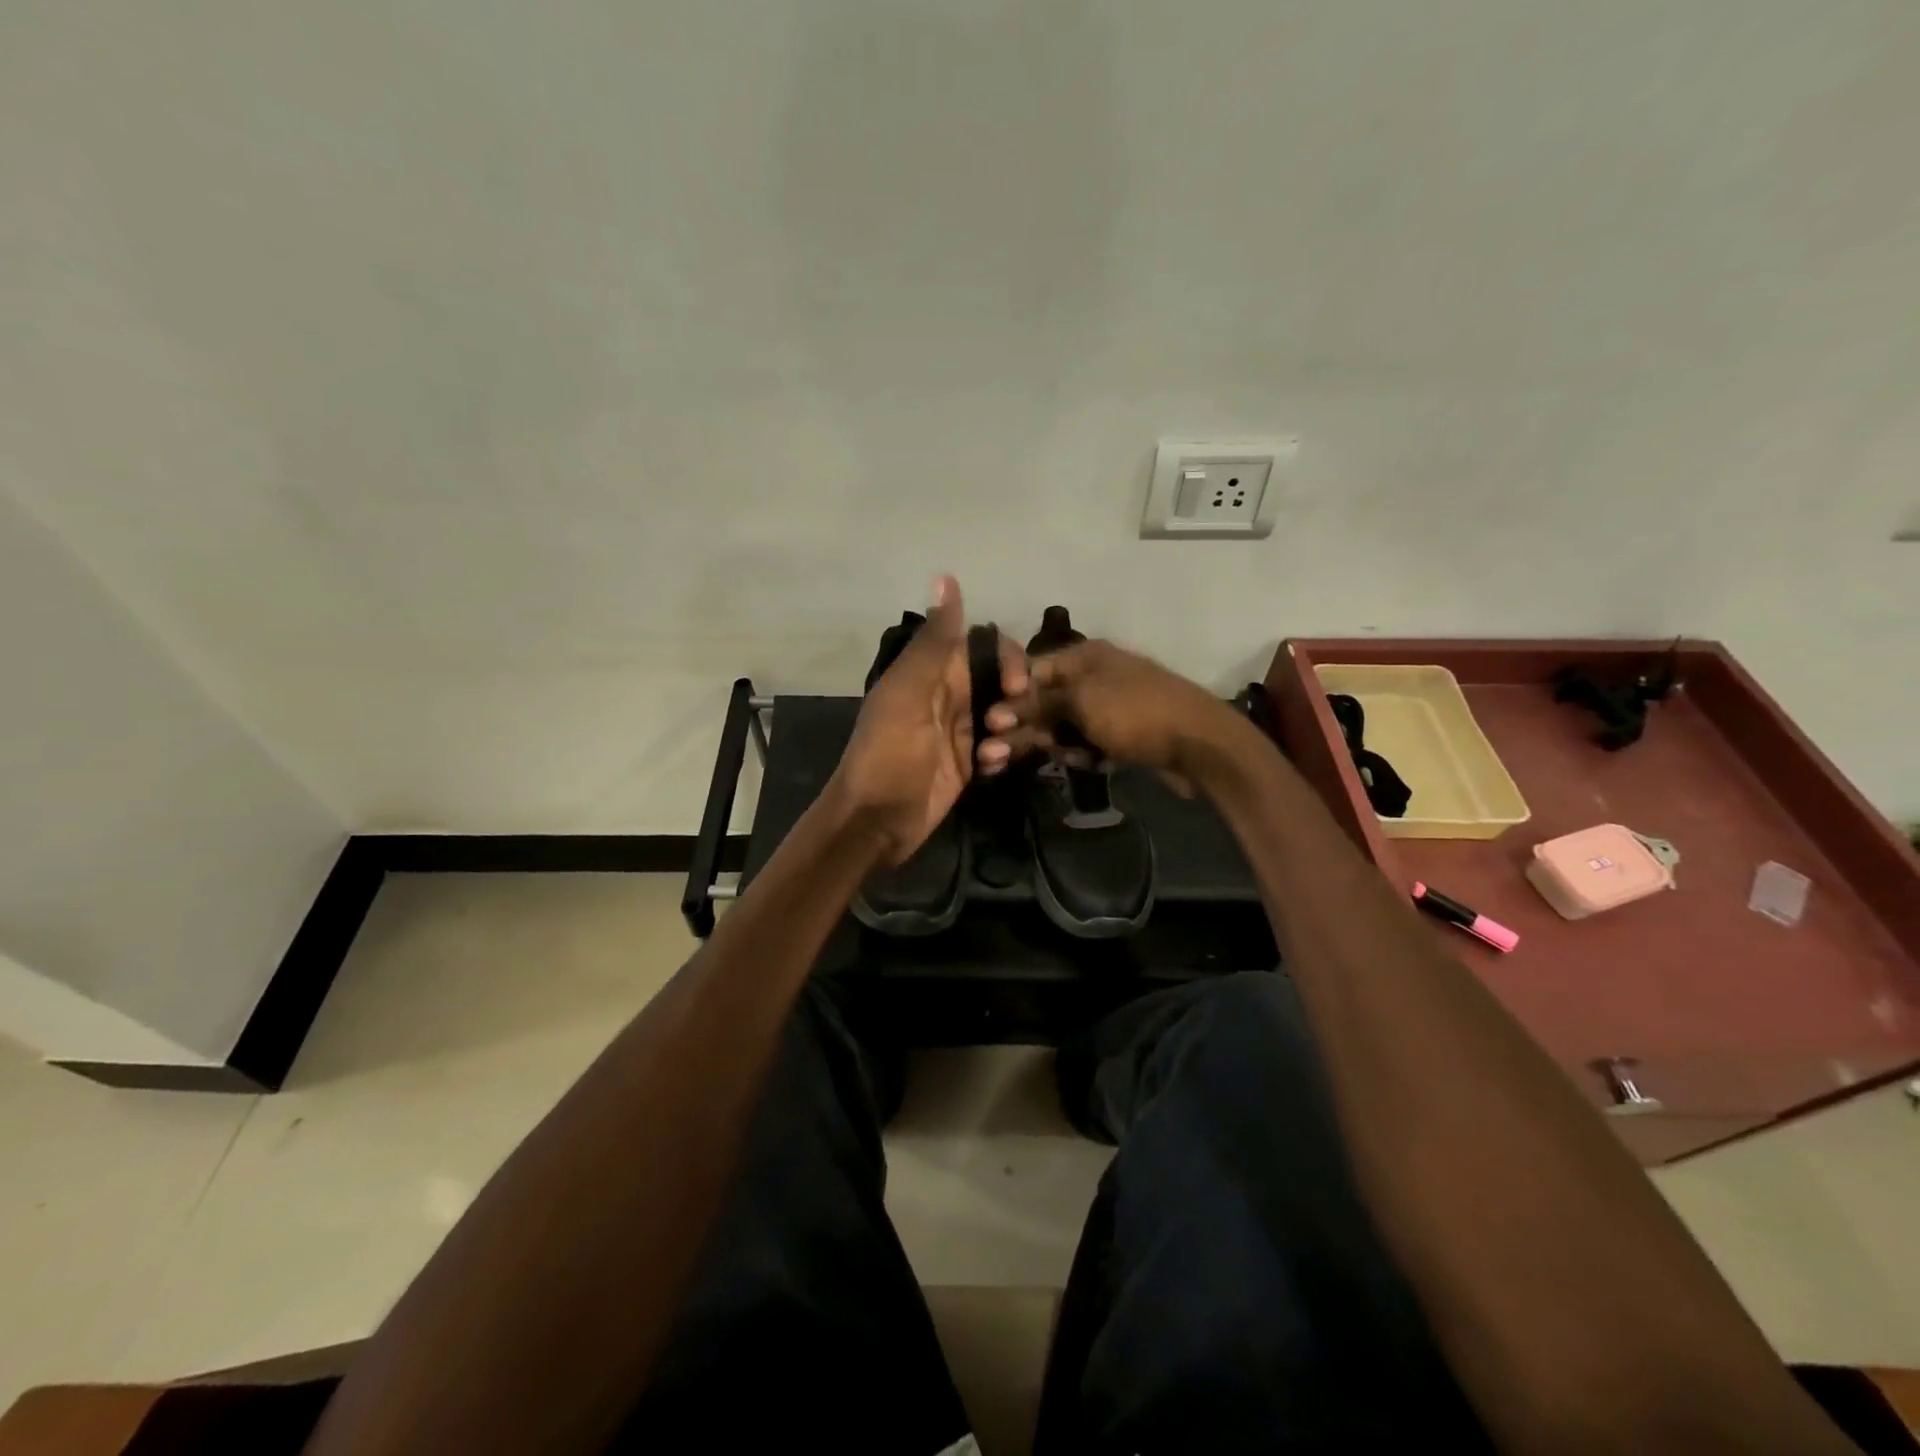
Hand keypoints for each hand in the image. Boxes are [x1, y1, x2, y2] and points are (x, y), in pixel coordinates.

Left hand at [828, 576, 1027, 865]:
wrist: (875, 821)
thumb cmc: (888, 754)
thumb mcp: (910, 693)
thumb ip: (934, 640)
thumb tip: (945, 576)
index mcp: (933, 672)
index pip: (984, 646)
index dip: (1008, 659)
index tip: (1018, 684)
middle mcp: (950, 696)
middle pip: (1001, 681)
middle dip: (1016, 699)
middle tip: (1005, 725)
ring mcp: (960, 731)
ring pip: (1006, 715)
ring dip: (1010, 730)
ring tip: (991, 754)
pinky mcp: (967, 764)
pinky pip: (999, 749)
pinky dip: (1001, 755)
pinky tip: (988, 770)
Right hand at [987, 638, 1246, 789]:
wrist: (1200, 743)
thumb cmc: (1136, 712)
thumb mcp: (1081, 703)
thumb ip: (1038, 705)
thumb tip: (998, 711)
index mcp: (1084, 656)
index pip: (1031, 671)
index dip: (1008, 696)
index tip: (988, 721)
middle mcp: (1093, 676)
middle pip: (1043, 702)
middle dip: (1020, 728)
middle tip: (990, 756)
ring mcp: (1109, 706)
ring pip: (1063, 726)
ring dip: (1050, 745)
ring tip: (1039, 762)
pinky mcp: (1121, 734)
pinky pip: (1087, 742)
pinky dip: (1081, 753)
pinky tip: (1088, 763)